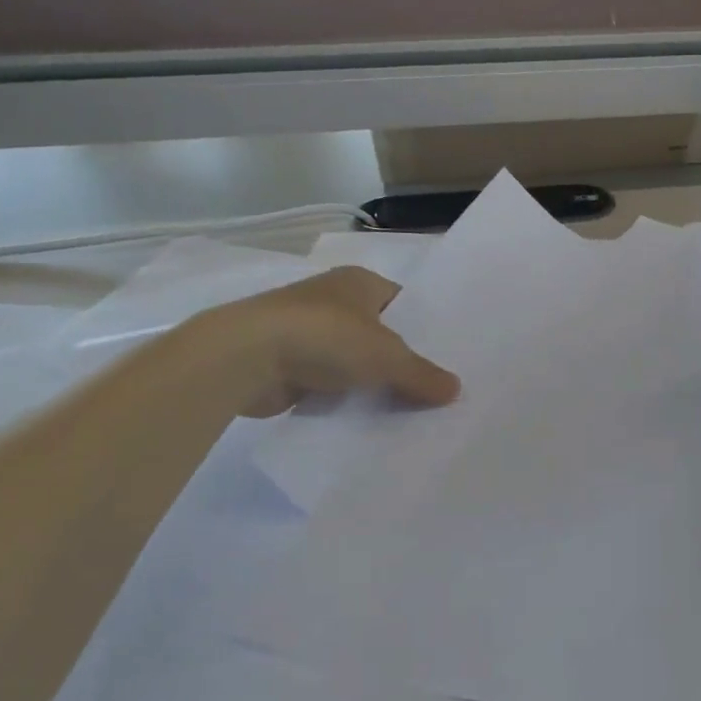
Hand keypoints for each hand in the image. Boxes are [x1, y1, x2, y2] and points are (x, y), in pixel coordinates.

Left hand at [190, 266, 459, 418]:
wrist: (245, 357)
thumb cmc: (324, 337)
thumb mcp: (386, 356)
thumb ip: (423, 374)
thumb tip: (456, 390)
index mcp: (359, 282)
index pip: (405, 302)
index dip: (427, 328)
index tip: (450, 357)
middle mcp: (335, 300)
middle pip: (382, 333)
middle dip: (404, 360)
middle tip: (438, 389)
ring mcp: (309, 331)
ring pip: (356, 360)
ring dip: (374, 381)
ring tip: (413, 409)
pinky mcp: (290, 362)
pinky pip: (332, 381)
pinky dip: (347, 397)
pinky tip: (371, 419)